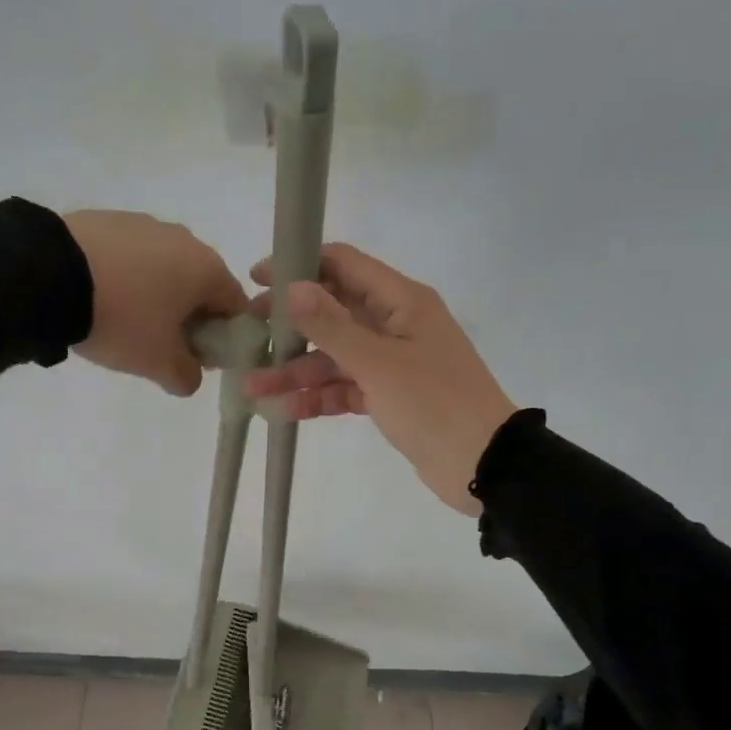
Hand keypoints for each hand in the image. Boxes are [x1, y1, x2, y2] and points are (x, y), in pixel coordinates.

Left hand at [63, 210, 248, 395]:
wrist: (47, 275)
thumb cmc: (122, 320)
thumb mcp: (158, 363)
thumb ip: (186, 376)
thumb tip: (191, 376)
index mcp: (207, 269)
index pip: (236, 306)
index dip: (224, 337)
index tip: (200, 358)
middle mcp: (183, 239)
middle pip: (199, 285)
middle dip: (188, 317)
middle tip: (161, 345)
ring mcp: (143, 224)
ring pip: (163, 269)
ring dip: (155, 296)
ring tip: (123, 322)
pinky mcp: (106, 220)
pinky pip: (130, 257)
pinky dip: (125, 278)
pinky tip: (100, 298)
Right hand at [242, 243, 516, 513]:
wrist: (483, 465)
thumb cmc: (433, 403)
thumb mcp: (378, 363)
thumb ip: (332, 325)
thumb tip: (292, 286)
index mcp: (401, 301)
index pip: (344, 265)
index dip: (300, 266)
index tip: (257, 279)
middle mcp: (395, 324)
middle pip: (334, 312)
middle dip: (290, 324)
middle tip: (247, 332)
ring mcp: (392, 363)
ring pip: (335, 356)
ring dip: (296, 370)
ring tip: (252, 387)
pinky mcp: (389, 396)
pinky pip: (346, 387)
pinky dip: (318, 397)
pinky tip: (282, 410)